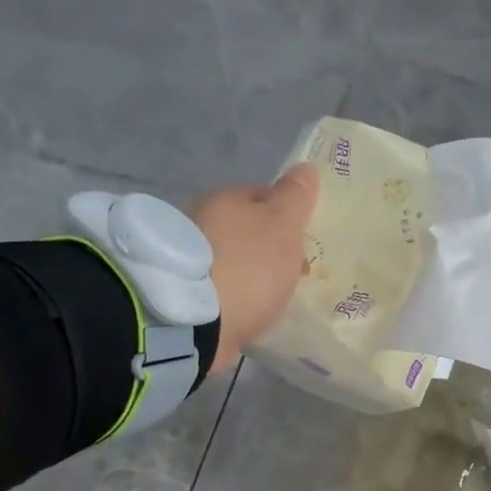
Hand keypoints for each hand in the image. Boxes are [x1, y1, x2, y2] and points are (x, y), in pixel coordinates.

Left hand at [191, 163, 318, 372]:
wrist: (197, 321)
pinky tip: (248, 311)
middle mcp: (200, 221)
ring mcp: (189, 259)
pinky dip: (233, 296)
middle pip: (244, 230)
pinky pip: (219, 289)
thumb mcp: (282, 226)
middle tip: (292, 271)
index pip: (262, 195)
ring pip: (230, 259)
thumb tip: (305, 168)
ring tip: (271, 296)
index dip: (286, 213)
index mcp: (225, 199)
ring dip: (248, 272)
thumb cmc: (248, 266)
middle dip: (266, 246)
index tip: (304, 238)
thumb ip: (295, 198)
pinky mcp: (184, 294)